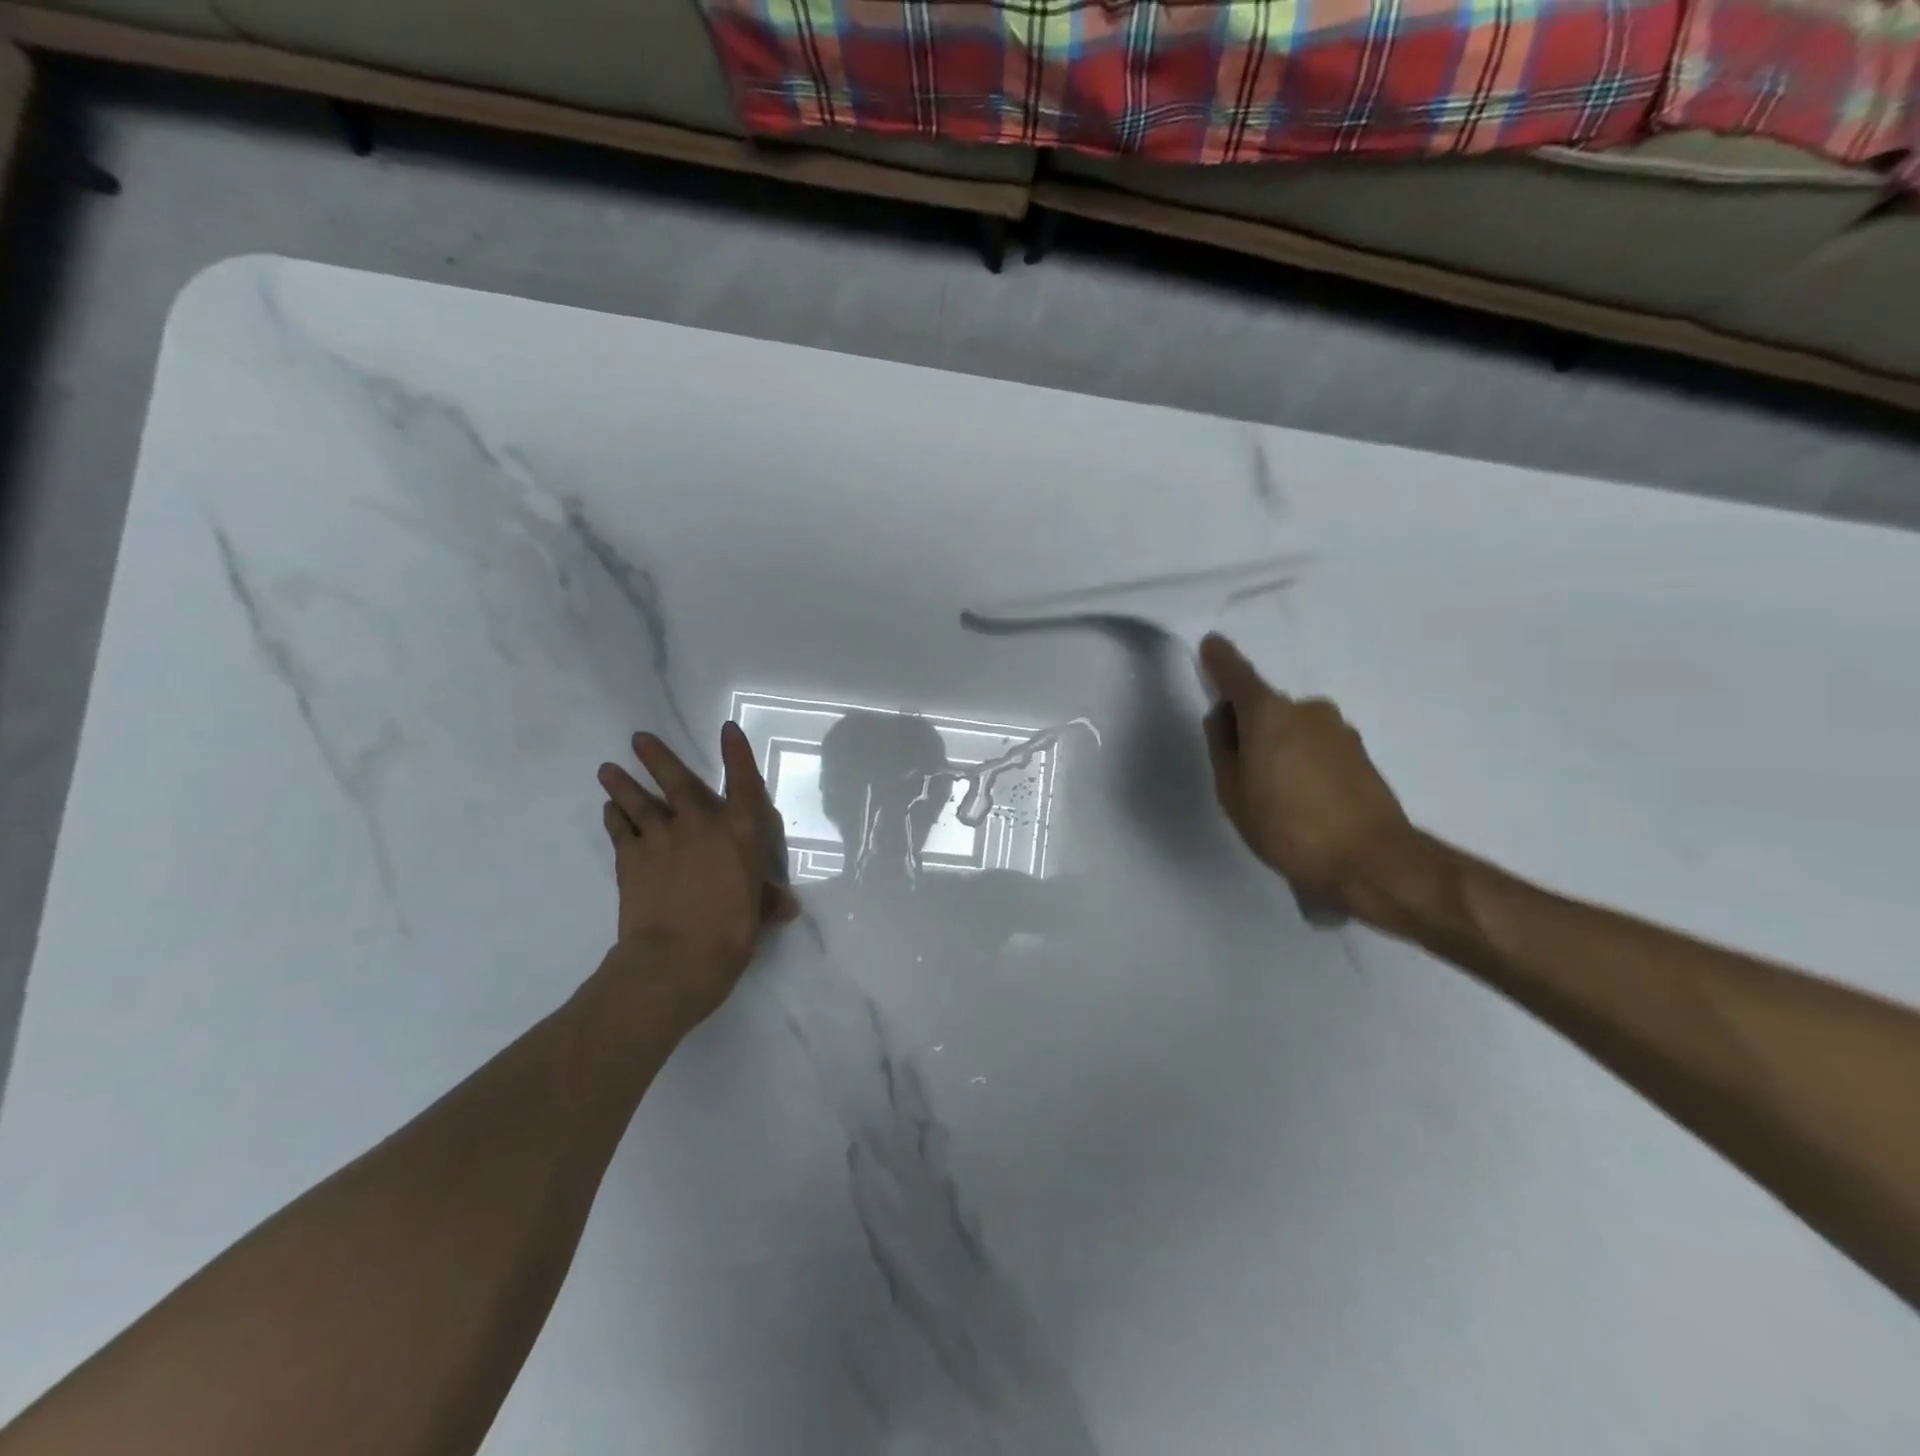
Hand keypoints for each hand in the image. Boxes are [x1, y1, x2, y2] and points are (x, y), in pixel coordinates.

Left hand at [597, 724, 799, 1027]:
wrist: (676, 957)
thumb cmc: (731, 932)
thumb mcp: (758, 914)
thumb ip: (768, 901)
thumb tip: (787, 906)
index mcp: (740, 832)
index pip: (743, 782)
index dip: (737, 754)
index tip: (728, 730)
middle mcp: (700, 825)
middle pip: (678, 782)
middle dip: (658, 758)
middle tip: (638, 737)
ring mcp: (661, 838)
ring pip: (639, 802)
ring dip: (623, 784)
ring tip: (608, 768)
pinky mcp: (630, 859)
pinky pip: (620, 831)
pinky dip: (614, 818)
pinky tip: (609, 810)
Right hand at [1199, 634, 1416, 920]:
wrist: (1370, 861)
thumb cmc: (1286, 826)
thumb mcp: (1232, 791)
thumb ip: (1223, 747)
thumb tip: (1225, 718)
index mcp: (1269, 714)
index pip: (1237, 675)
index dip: (1220, 660)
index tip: (1211, 645)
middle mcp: (1307, 710)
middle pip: (1266, 708)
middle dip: (1250, 727)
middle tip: (1240, 770)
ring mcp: (1339, 730)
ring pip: (1293, 729)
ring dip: (1279, 747)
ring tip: (1275, 796)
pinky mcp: (1360, 754)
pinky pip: (1316, 747)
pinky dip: (1303, 762)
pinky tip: (1303, 802)